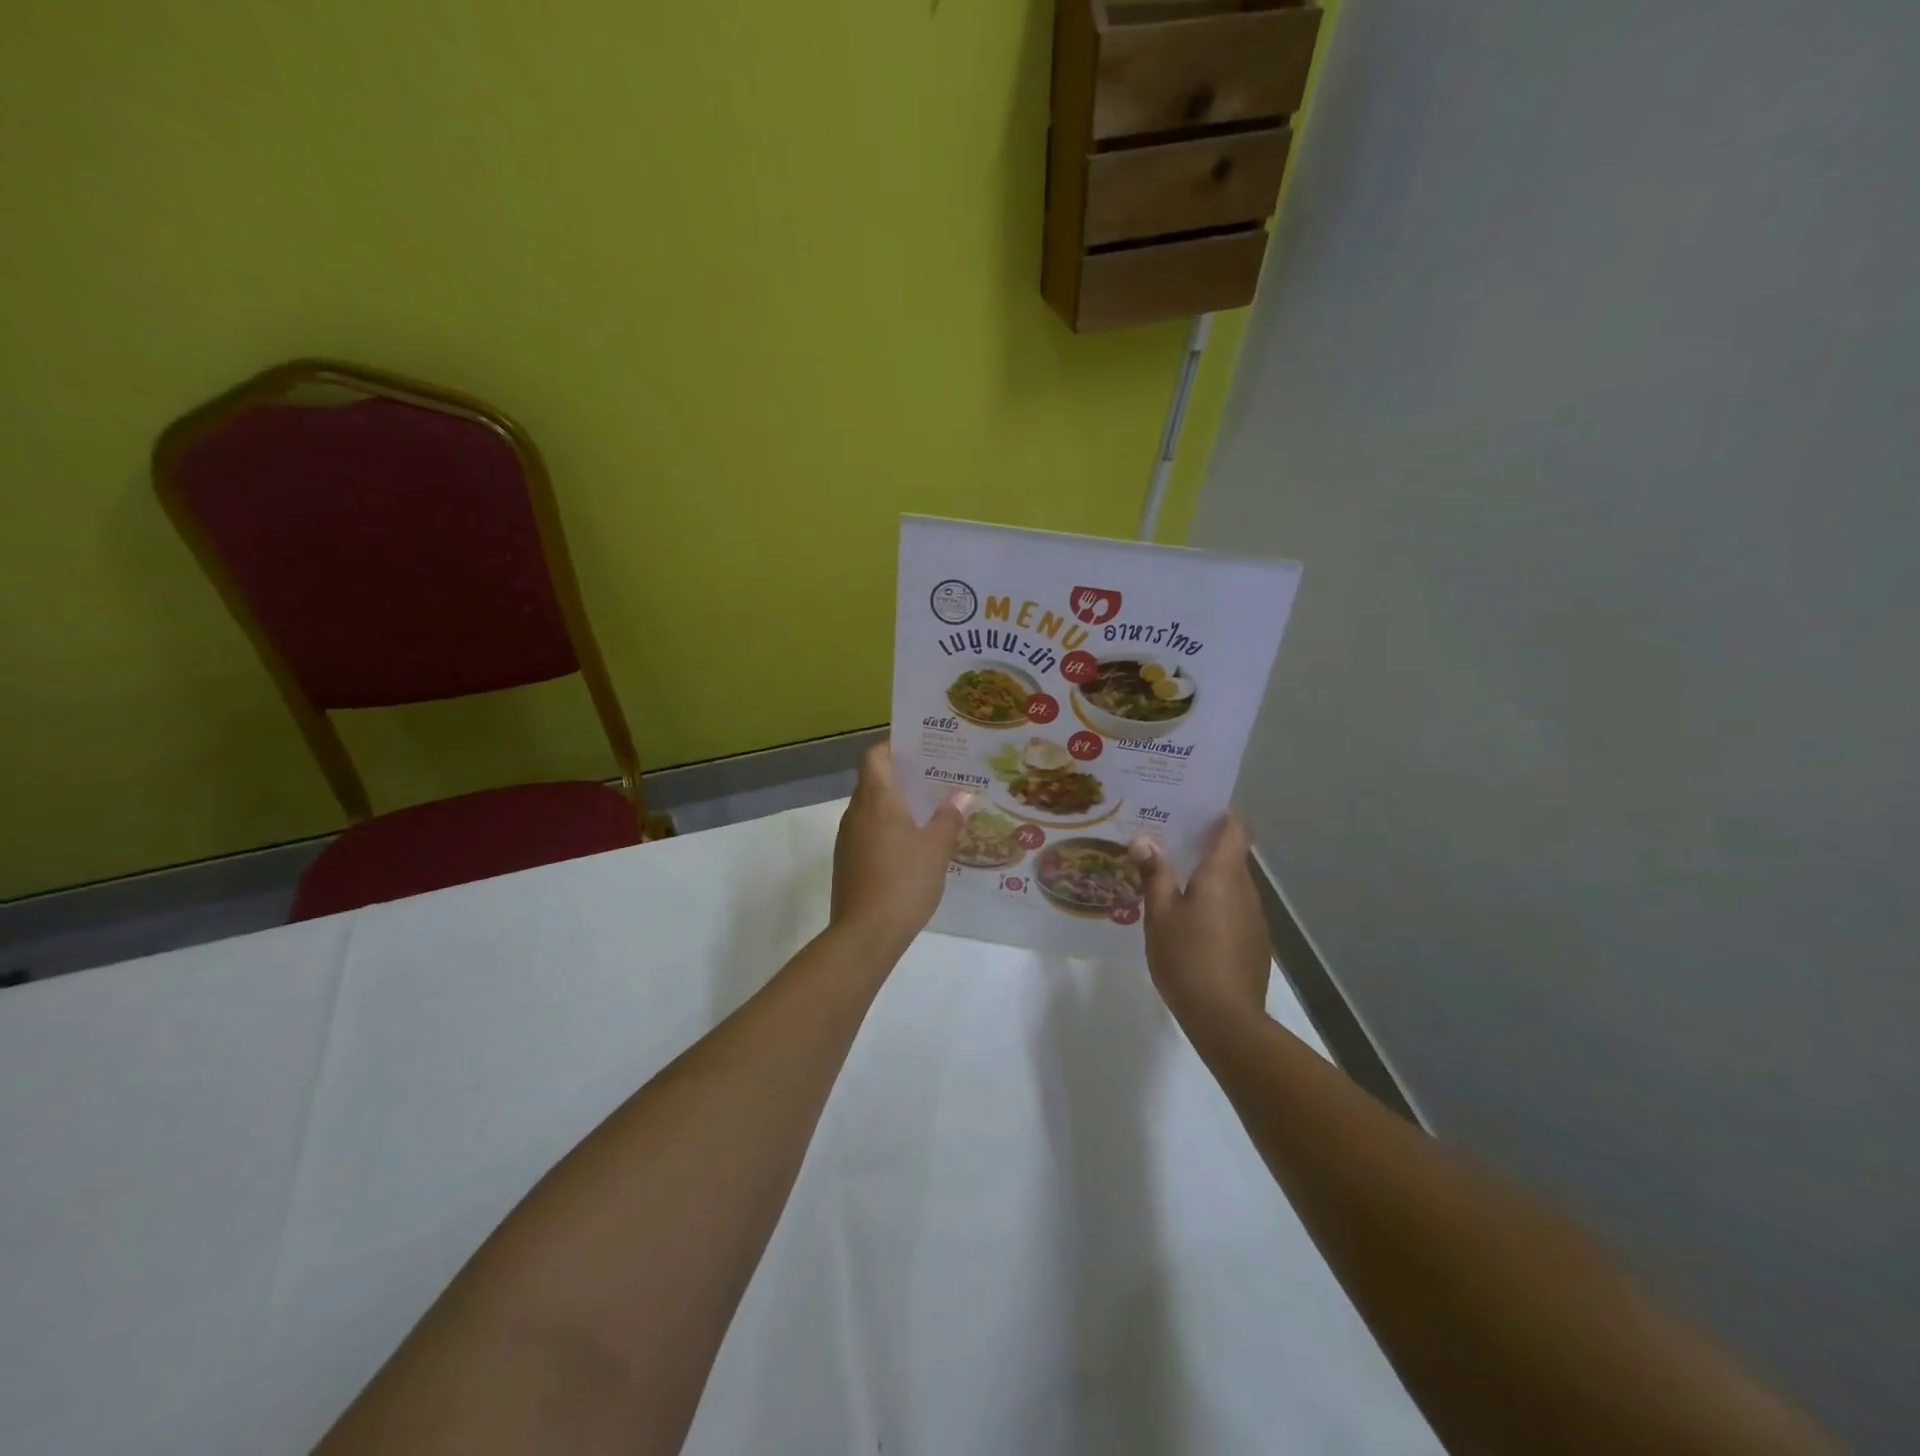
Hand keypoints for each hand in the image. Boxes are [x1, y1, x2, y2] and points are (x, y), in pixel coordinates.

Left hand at [831, 745, 970, 957]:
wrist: (865, 934)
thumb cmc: (903, 881)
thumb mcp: (936, 848)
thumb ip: (949, 818)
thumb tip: (964, 795)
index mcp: (876, 799)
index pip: (875, 756)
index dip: (894, 747)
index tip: (921, 750)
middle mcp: (856, 813)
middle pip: (874, 781)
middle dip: (903, 777)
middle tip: (937, 779)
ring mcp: (847, 839)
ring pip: (871, 809)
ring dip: (896, 806)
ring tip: (931, 811)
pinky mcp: (847, 863)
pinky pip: (868, 833)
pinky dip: (888, 830)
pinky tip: (913, 846)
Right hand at [1130, 814, 1270, 1031]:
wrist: (1226, 1019)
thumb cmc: (1187, 957)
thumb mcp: (1159, 914)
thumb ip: (1154, 874)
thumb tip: (1144, 840)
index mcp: (1223, 875)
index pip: (1235, 828)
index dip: (1220, 813)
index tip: (1193, 806)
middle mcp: (1245, 889)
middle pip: (1231, 854)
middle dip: (1203, 844)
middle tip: (1166, 839)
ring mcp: (1254, 917)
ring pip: (1231, 883)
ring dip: (1207, 876)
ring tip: (1171, 877)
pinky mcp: (1253, 942)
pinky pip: (1233, 908)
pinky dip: (1214, 902)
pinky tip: (1189, 919)